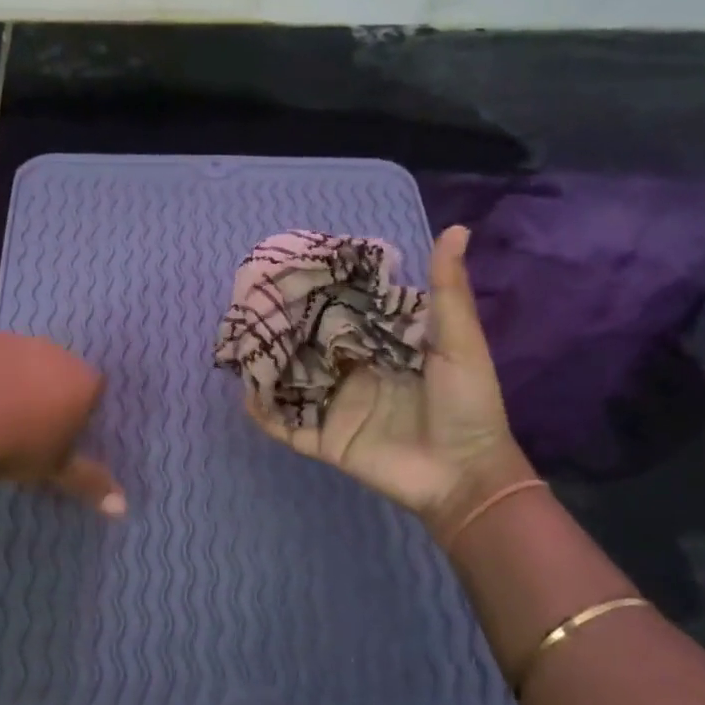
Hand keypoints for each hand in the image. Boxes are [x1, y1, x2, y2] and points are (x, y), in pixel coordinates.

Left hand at [0, 332, 125, 514]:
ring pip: (19, 358)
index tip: (61, 432)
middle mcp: (54, 352)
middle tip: (26, 424)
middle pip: (58, 368)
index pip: (93, 389)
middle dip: (47, 388)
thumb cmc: (19, 447)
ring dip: (12, 376)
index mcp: (82, 381)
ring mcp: (14, 341)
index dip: (79, 408)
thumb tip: (123, 509)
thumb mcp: (57, 469)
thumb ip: (92, 483)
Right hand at [244, 225, 528, 522]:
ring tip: (237, 341)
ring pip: (292, 381)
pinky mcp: (326, 440)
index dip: (320, 292)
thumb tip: (458, 228)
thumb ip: (448, 290)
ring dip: (268, 365)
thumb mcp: (460, 341)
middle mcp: (354, 372)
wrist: (466, 475)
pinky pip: (288, 426)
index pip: (342, 313)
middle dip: (283, 326)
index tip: (291, 266)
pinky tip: (244, 392)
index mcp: (381, 346)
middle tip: (250, 300)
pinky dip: (265, 413)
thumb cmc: (468, 404)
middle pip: (309, 345)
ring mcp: (337, 407)